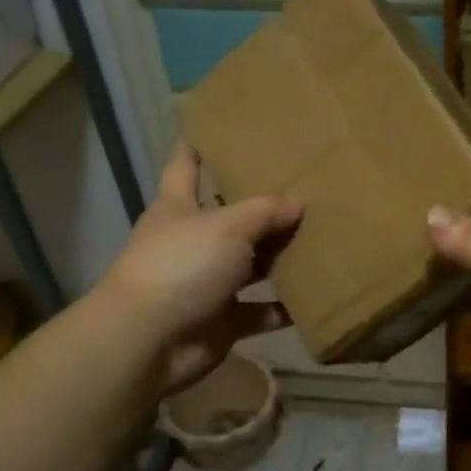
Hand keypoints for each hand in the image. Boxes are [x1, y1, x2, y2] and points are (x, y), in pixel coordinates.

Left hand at [100, 145, 301, 396]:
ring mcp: (205, 283)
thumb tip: (298, 202)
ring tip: (320, 243)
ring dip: (279, 260)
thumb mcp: (228, 226)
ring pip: (249, 266)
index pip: (185, 167)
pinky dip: (282, 308)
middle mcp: (191, 242)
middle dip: (262, 209)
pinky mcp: (220, 320)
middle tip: (304, 190)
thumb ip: (265, 211)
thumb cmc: (183, 265)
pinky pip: (259, 311)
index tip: (218, 130)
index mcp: (179, 207)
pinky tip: (315, 297)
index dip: (198, 148)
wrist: (149, 340)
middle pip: (230, 219)